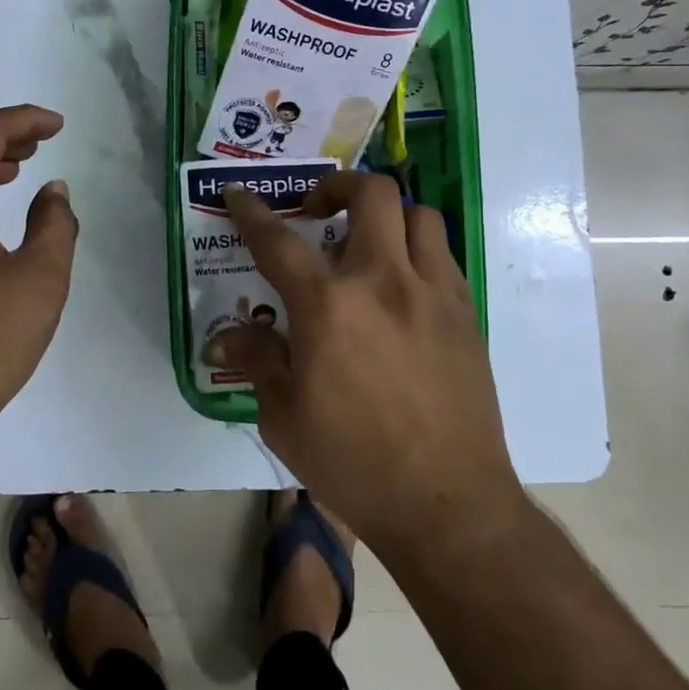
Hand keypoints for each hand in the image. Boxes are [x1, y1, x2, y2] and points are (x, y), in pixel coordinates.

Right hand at [210, 171, 520, 552]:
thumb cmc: (353, 463)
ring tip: (365, 242)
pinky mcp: (465, 313)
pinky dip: (415, 249)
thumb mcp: (283, 417)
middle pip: (370, 194)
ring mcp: (433, 292)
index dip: (252, 212)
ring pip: (417, 214)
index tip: (239, 194)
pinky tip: (399, 285)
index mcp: (328, 307)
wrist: (447, 503)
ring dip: (385, 214)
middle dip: (337, 186)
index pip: (278, 240)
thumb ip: (257, 360)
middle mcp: (383, 282)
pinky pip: (441, 254)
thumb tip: (222, 336)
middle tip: (317, 210)